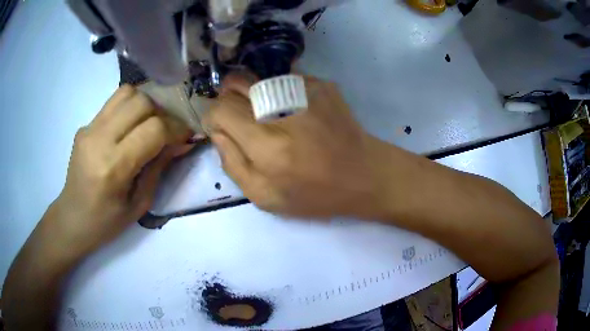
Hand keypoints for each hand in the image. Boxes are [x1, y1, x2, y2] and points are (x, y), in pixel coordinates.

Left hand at [52, 85, 193, 254]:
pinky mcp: (85, 125)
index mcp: (113, 168)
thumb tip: (182, 143)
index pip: (153, 129)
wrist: (73, 218)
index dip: (176, 129)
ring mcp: (89, 129)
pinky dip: (129, 109)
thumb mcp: (139, 204)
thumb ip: (159, 168)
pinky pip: (113, 103)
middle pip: (141, 102)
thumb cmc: (107, 222)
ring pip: (127, 93)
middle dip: (162, 114)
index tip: (186, 136)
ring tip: (149, 124)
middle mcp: (99, 140)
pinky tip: (130, 127)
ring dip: (145, 105)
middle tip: (167, 131)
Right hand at [204, 74, 388, 218]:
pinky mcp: (321, 84)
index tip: (221, 128)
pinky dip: (277, 91)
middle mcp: (283, 109)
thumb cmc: (315, 194)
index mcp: (267, 144)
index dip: (213, 117)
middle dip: (227, 98)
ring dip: (251, 93)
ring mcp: (305, 90)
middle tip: (238, 116)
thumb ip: (232, 164)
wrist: (364, 174)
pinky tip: (292, 111)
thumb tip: (218, 133)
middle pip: (235, 83)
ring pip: (258, 76)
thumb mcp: (265, 197)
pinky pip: (283, 78)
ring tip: (266, 114)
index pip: (220, 109)